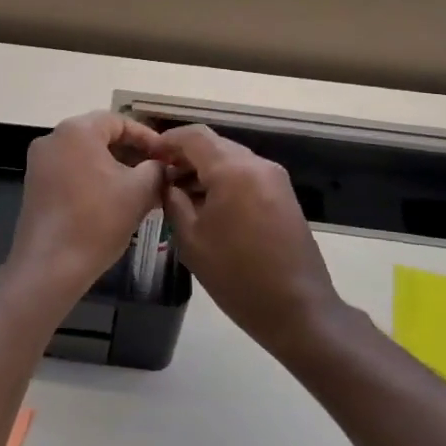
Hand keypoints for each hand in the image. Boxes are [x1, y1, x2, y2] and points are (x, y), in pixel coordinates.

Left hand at [4, 112, 164, 307]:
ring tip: (140, 189)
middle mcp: (53, 139)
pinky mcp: (35, 185)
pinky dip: (93, 179)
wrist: (50, 265)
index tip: (166, 156)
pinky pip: (71, 171)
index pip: (118, 121)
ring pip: (85, 155)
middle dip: (131, 153)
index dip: (147, 137)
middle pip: (100, 136)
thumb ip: (156, 170)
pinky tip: (113, 201)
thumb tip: (161, 166)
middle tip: (156, 172)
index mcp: (76, 131)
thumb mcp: (138, 192)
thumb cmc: (97, 221)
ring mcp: (40, 163)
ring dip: (113, 168)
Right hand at [154, 125, 341, 356]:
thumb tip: (166, 181)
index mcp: (233, 170)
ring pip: (231, 159)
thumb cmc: (236, 275)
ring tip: (180, 194)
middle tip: (161, 177)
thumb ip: (173, 200)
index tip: (148, 156)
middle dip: (185, 156)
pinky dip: (224, 180)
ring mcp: (275, 179)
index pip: (193, 136)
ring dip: (204, 169)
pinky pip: (246, 175)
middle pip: (214, 145)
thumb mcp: (190, 238)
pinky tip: (207, 205)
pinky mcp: (283, 195)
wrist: (296, 309)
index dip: (167, 141)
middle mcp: (257, 165)